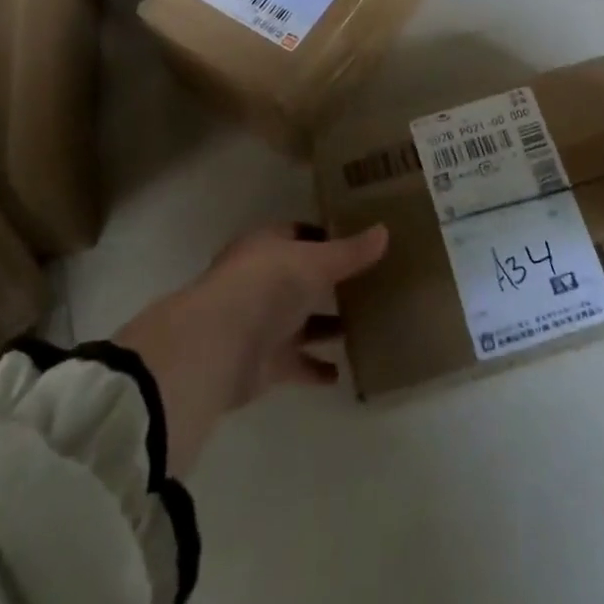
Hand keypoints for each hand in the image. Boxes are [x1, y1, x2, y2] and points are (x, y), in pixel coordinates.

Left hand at [115, 223, 387, 475]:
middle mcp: (262, 281)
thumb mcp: (315, 261)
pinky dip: (316, 368)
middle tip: (372, 284)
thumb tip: (386, 231)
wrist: (217, 346)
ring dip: (327, 326)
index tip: (359, 240)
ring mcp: (261, 324)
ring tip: (367, 326)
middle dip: (331, 283)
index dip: (327, 236)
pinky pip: (297, 364)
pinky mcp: (263, 364)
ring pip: (301, 322)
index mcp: (267, 247)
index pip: (300, 234)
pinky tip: (343, 372)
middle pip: (302, 279)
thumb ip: (350, 252)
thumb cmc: (265, 285)